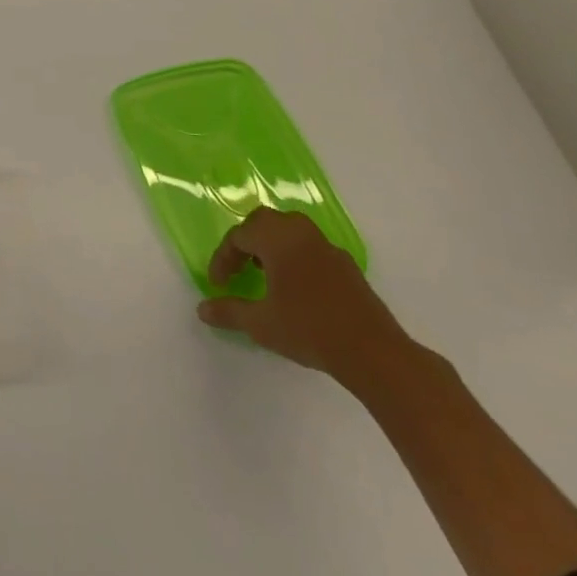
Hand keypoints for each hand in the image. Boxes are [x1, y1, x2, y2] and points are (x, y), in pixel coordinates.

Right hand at [197, 207, 410, 386]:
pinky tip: (297, 288)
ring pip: (290, 231)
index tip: (218, 284)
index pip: (239, 236)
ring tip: (265, 273)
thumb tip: (202, 310)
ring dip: (272, 246)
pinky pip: (311, 248)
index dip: (223, 258)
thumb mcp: (261, 324)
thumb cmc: (309, 330)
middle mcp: (301, 234)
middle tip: (239, 267)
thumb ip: (229, 312)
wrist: (374, 353)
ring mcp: (327, 248)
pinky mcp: (347, 266)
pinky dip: (295, 257)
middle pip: (264, 222)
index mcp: (276, 239)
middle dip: (246, 242)